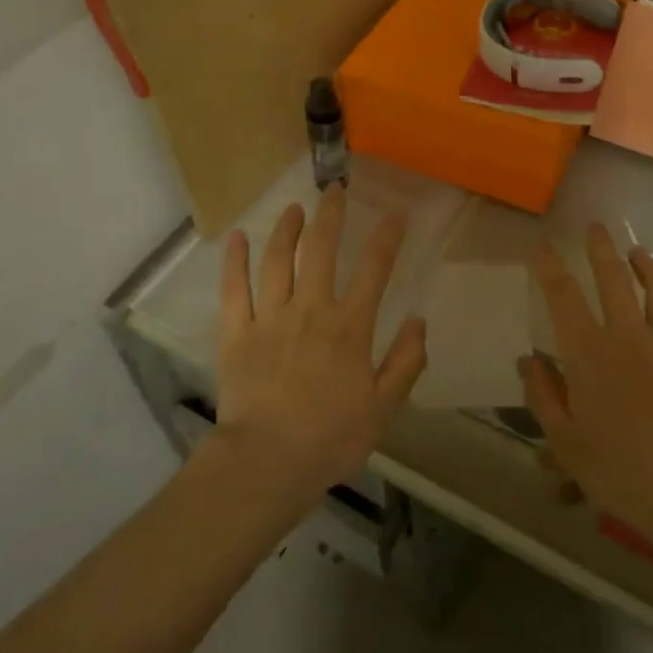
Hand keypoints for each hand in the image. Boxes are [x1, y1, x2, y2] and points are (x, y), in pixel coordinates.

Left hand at [215, 186, 426, 498]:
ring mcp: (269, 318)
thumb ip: (405, 362)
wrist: (267, 463)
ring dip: (286, 229)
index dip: (387, 236)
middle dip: (331, 214)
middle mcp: (310, 309)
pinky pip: (234, 289)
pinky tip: (237, 237)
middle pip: (321, 249)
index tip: (397, 212)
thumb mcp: (383, 407)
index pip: (374, 269)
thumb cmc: (330, 438)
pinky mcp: (236, 333)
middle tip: (335, 189)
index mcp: (349, 326)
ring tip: (294, 208)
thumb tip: (419, 320)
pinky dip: (234, 260)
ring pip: (277, 260)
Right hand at [521, 225, 652, 563]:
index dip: (550, 267)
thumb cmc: (616, 469)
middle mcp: (628, 336)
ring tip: (639, 253)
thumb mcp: (564, 440)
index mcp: (588, 352)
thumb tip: (526, 360)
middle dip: (601, 248)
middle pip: (614, 278)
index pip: (563, 296)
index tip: (542, 247)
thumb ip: (542, 395)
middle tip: (595, 227)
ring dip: (648, 266)